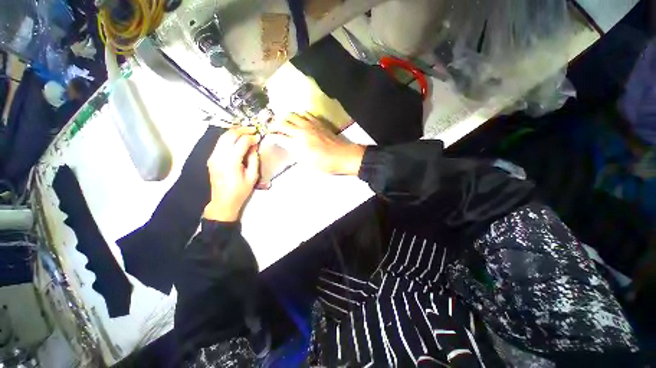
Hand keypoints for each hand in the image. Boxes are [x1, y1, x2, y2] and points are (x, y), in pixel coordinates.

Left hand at [204, 127, 260, 221]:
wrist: (223, 201)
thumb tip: (254, 146)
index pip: (241, 142)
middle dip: (242, 130)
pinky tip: (237, 140)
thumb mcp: (252, 176)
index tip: (258, 137)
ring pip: (223, 137)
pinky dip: (229, 139)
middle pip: (229, 135)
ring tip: (246, 132)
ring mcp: (213, 156)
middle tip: (252, 130)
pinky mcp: (211, 158)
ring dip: (235, 132)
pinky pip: (220, 143)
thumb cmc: (240, 191)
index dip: (251, 137)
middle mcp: (219, 156)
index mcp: (231, 161)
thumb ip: (254, 159)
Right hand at [269, 113, 364, 174]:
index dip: (271, 137)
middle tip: (271, 128)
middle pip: (282, 123)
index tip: (268, 137)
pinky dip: (299, 115)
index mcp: (296, 144)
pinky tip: (299, 119)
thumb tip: (290, 148)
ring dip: (285, 118)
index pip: (278, 137)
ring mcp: (309, 124)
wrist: (342, 156)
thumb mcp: (307, 165)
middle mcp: (300, 131)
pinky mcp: (317, 122)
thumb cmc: (324, 164)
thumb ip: (296, 154)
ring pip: (292, 115)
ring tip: (283, 122)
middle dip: (273, 125)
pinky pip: (305, 113)